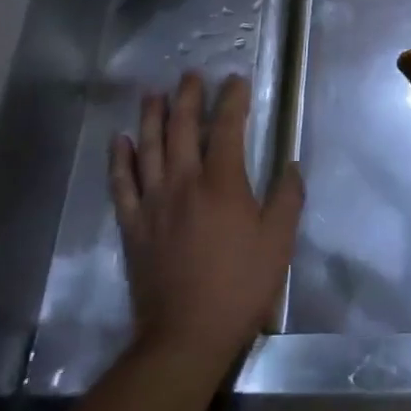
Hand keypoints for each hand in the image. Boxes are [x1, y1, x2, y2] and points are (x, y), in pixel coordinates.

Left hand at [110, 73, 302, 368]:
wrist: (185, 335)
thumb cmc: (240, 286)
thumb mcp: (278, 243)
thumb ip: (287, 199)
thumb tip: (290, 165)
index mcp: (222, 183)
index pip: (227, 127)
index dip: (232, 99)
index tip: (235, 79)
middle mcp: (184, 182)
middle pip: (182, 128)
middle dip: (187, 97)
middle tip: (190, 75)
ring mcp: (153, 203)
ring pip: (148, 148)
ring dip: (150, 117)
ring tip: (153, 94)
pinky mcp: (133, 226)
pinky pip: (121, 184)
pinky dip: (119, 159)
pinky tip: (119, 140)